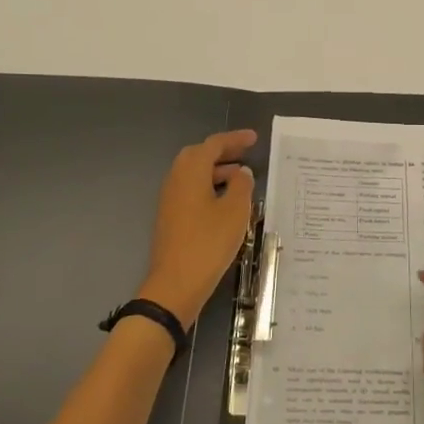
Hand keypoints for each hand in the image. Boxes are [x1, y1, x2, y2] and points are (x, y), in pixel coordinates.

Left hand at [138, 130, 257, 329]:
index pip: (213, 144)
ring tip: (241, 178)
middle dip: (223, 152)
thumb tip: (241, 172)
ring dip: (216, 171)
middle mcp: (176, 180)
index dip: (235, 139)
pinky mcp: (170, 218)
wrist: (175, 285)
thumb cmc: (208, 243)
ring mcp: (170, 200)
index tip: (254, 138)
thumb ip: (241, 186)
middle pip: (199, 156)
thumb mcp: (234, 212)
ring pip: (194, 174)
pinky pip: (191, 191)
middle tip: (245, 154)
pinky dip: (208, 187)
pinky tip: (225, 203)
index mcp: (191, 172)